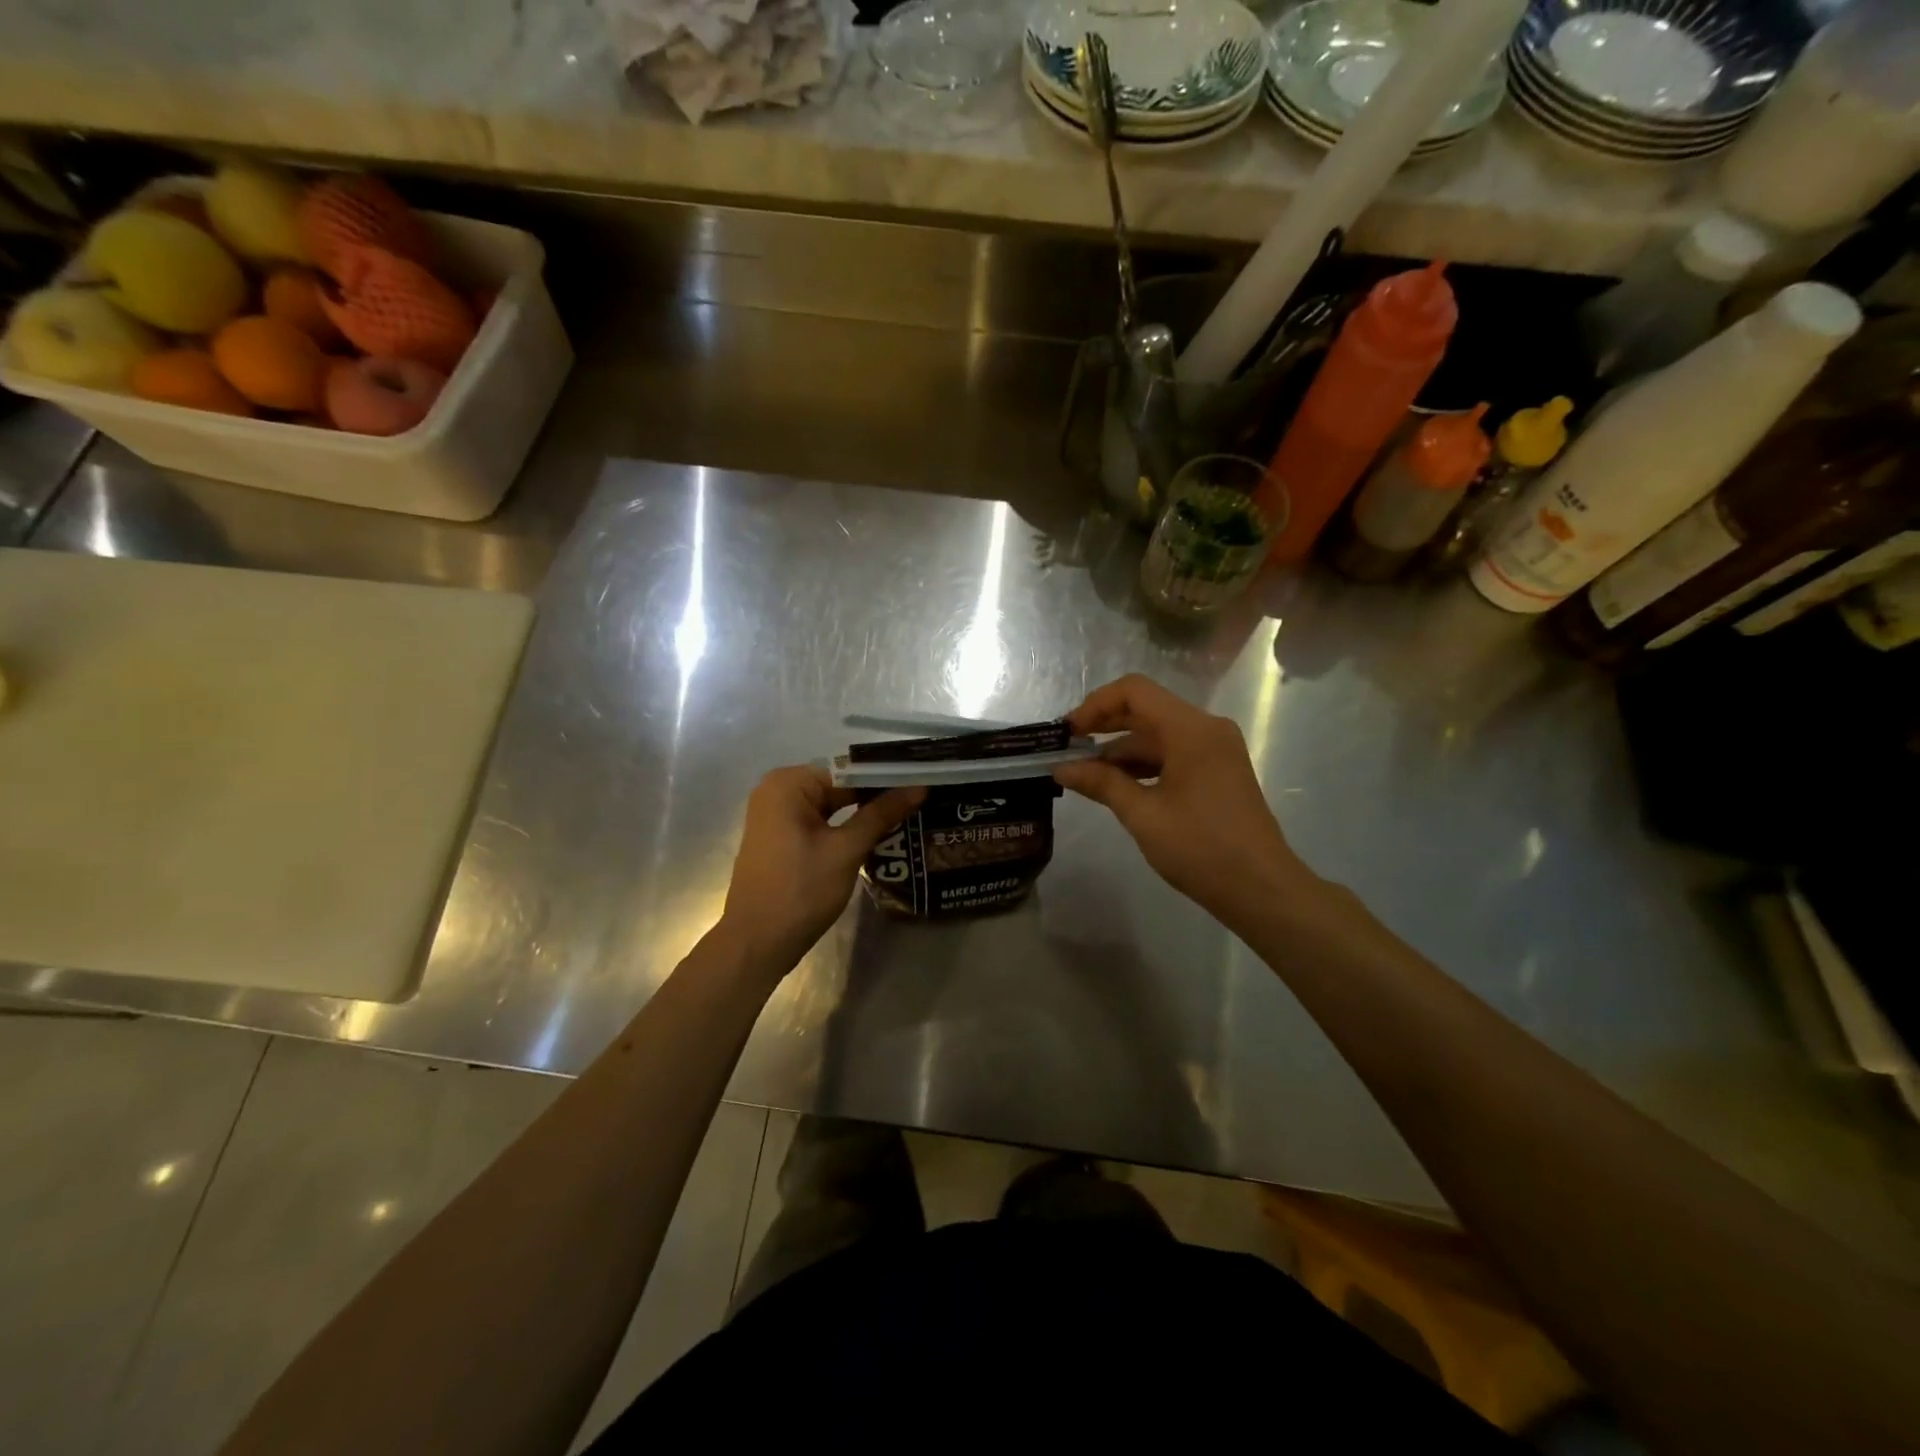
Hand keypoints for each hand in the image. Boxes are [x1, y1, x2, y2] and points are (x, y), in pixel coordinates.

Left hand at [720, 766, 923, 971]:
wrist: (757, 943)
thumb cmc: (801, 890)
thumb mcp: (847, 850)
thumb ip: (881, 814)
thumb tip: (919, 787)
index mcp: (788, 784)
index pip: (849, 772)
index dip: (886, 779)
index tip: (921, 786)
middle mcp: (776, 791)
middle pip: (838, 788)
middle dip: (876, 798)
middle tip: (920, 804)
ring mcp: (775, 817)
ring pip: (831, 808)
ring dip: (863, 816)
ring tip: (908, 819)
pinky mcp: (779, 840)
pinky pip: (819, 824)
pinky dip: (844, 830)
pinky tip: (876, 838)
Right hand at [1055, 675, 1316, 922]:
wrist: (1262, 890)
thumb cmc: (1201, 848)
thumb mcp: (1143, 815)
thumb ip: (1101, 783)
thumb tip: (1062, 768)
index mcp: (1191, 730)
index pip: (1134, 692)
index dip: (1095, 705)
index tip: (1068, 733)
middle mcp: (1207, 729)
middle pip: (1146, 710)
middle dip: (1104, 726)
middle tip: (1067, 750)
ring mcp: (1216, 750)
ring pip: (1158, 735)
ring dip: (1121, 750)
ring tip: (1085, 775)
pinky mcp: (1217, 772)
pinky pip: (1173, 754)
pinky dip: (1143, 765)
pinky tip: (1117, 786)